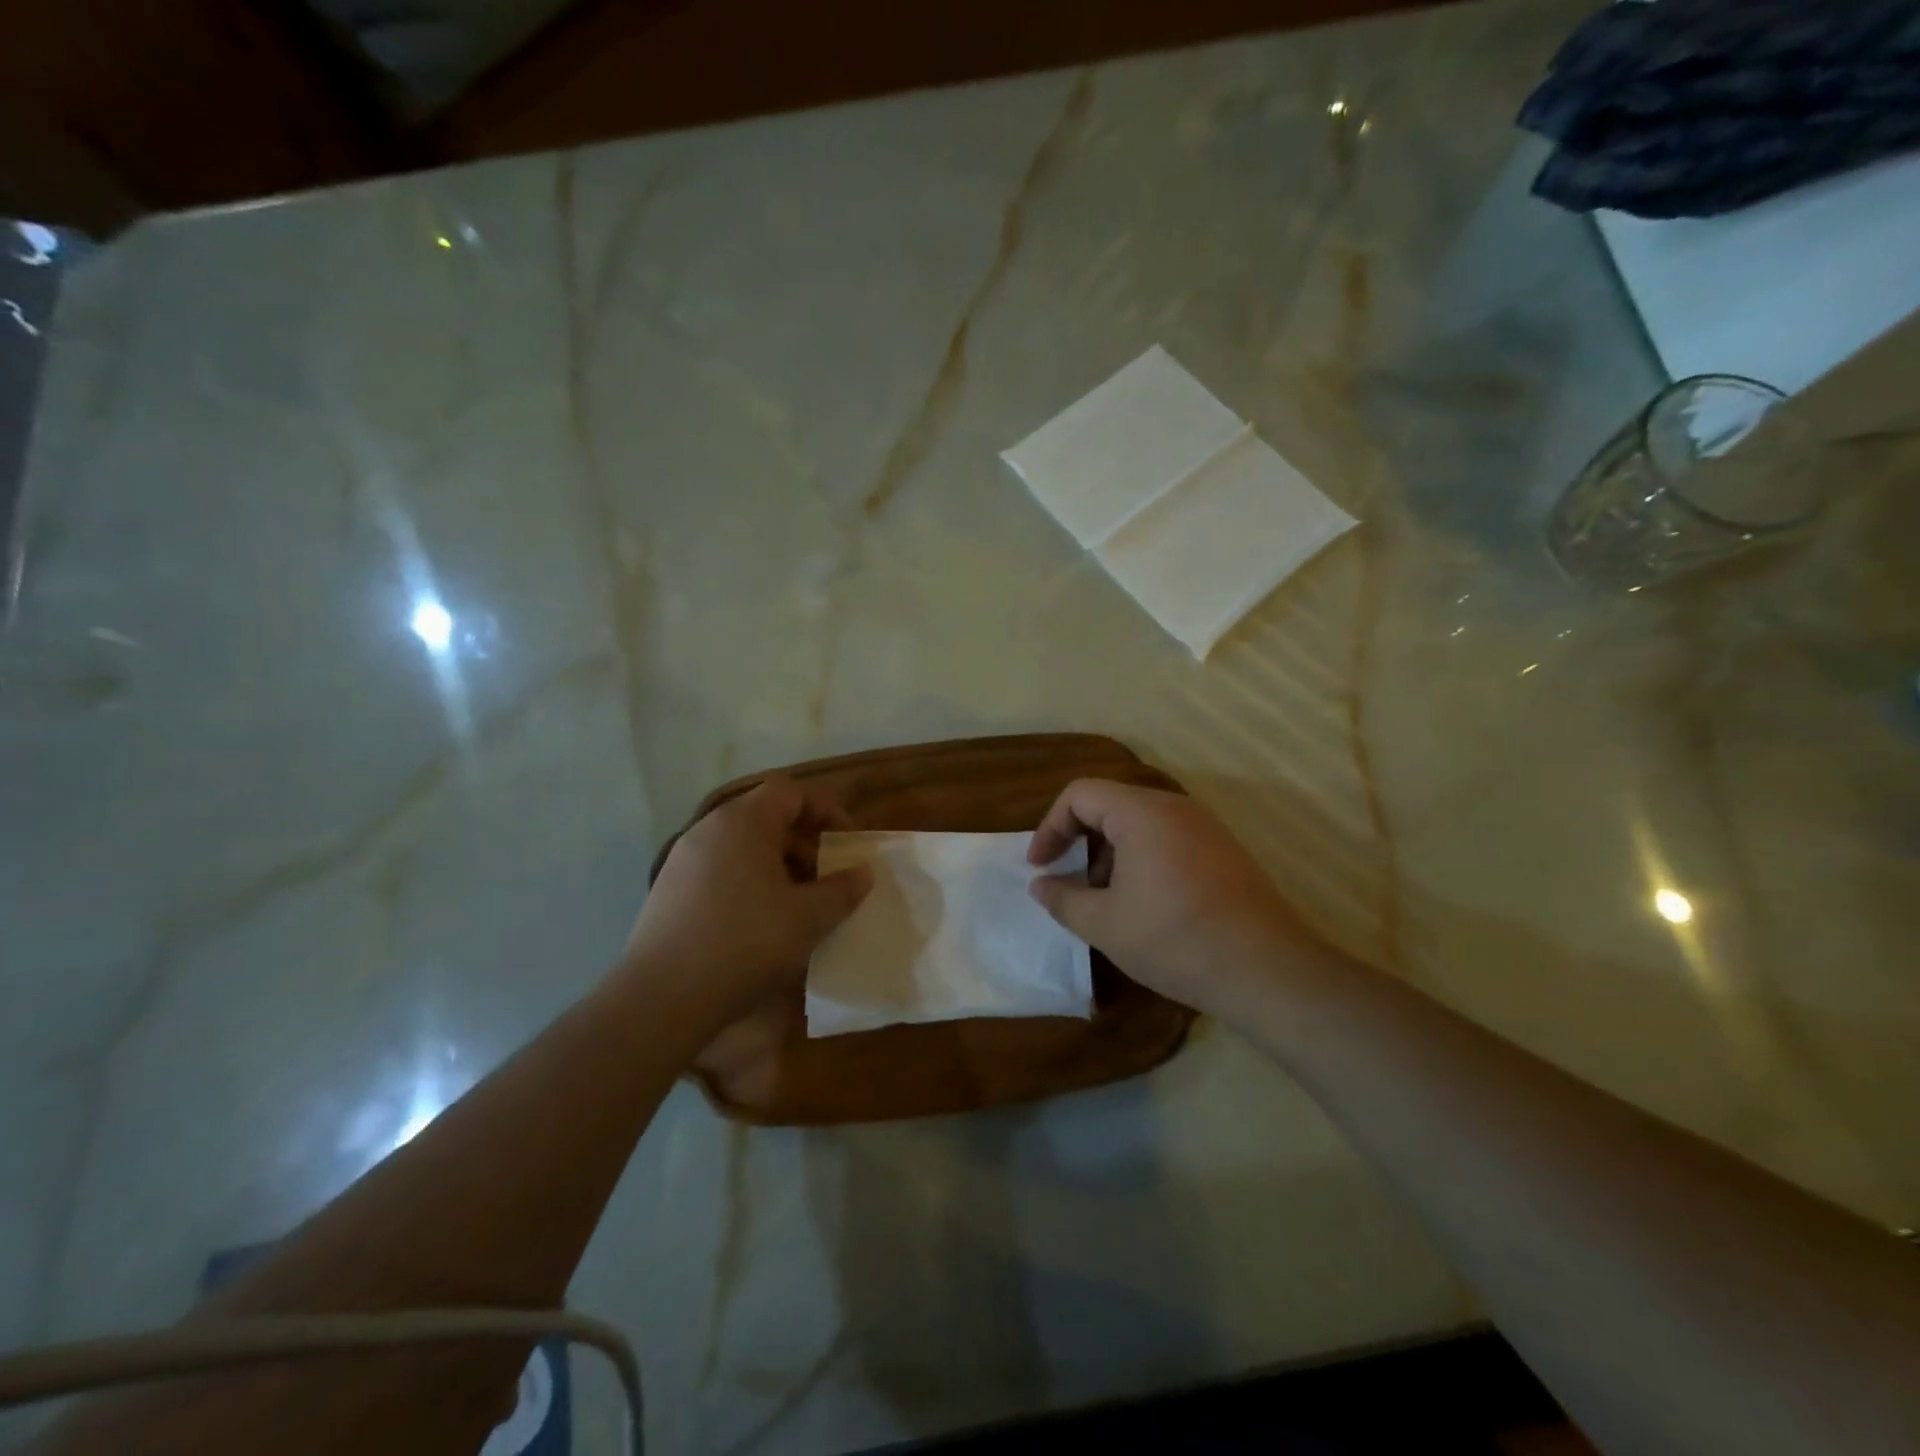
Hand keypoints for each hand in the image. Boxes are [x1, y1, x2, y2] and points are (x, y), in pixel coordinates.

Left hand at [626, 777, 871, 1021]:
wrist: (662, 998)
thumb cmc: (746, 944)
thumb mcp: (808, 918)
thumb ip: (842, 890)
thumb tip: (863, 873)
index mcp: (743, 822)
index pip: (790, 791)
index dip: (825, 810)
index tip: (847, 842)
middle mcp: (709, 829)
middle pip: (765, 816)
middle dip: (803, 841)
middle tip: (826, 875)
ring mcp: (683, 859)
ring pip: (742, 845)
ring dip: (777, 864)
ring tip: (798, 901)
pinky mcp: (668, 890)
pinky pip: (720, 868)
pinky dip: (748, 881)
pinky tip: (760, 922)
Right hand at [1027, 779, 1343, 1020]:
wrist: (1266, 969)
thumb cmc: (1175, 939)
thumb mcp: (1105, 924)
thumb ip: (1063, 898)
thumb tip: (1041, 885)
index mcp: (1142, 812)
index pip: (1080, 794)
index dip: (1050, 827)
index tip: (1040, 866)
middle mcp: (1175, 807)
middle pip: (1110, 805)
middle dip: (1081, 841)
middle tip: (1072, 883)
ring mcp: (1205, 827)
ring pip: (1139, 823)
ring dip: (1111, 854)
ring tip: (1107, 901)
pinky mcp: (1223, 850)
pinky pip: (1168, 838)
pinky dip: (1142, 860)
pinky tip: (1145, 905)